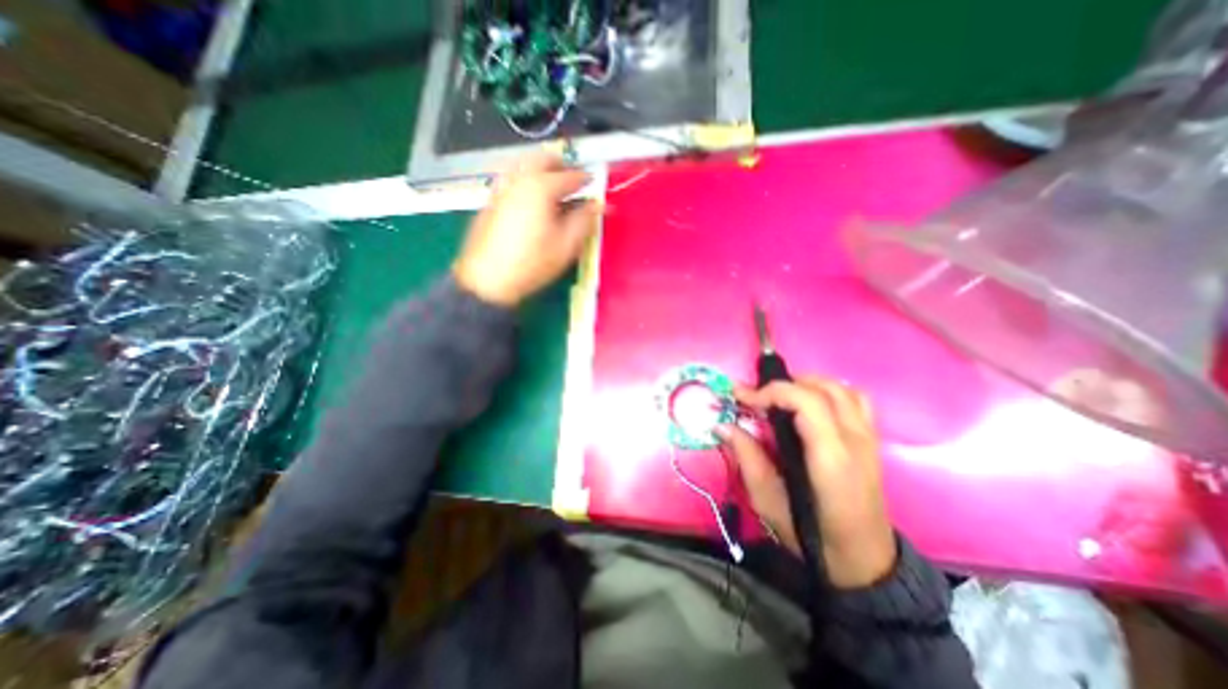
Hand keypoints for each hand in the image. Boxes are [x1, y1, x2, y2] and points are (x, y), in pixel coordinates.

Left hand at [455, 156, 598, 309]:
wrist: (487, 280)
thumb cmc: (532, 263)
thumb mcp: (566, 245)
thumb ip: (585, 220)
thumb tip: (600, 204)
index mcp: (541, 187)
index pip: (571, 176)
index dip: (587, 180)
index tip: (596, 185)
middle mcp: (519, 179)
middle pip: (543, 158)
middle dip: (562, 166)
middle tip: (574, 183)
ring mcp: (501, 187)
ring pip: (525, 165)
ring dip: (542, 171)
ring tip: (554, 192)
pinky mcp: (491, 200)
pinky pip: (513, 179)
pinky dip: (527, 181)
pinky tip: (532, 203)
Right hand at [721, 374, 899, 587]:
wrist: (864, 560)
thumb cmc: (811, 535)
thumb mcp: (768, 501)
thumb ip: (747, 457)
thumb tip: (722, 425)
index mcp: (830, 459)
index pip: (805, 402)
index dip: (770, 391)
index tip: (742, 399)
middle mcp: (854, 441)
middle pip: (821, 389)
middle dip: (782, 385)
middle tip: (756, 399)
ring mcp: (867, 438)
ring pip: (839, 388)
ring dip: (804, 383)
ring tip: (779, 397)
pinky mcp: (871, 440)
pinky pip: (854, 398)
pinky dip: (828, 390)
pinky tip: (809, 403)